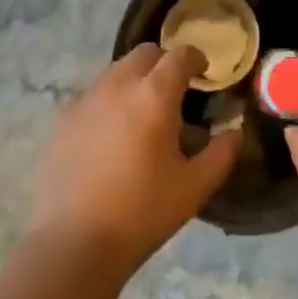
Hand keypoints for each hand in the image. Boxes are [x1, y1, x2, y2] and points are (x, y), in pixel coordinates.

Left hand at [28, 44, 238, 275]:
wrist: (72, 244)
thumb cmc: (141, 214)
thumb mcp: (194, 188)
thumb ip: (221, 154)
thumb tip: (234, 132)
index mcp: (155, 95)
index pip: (180, 55)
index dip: (195, 58)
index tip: (203, 72)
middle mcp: (119, 84)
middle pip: (146, 53)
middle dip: (164, 63)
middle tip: (174, 91)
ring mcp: (87, 98)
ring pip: (117, 70)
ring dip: (135, 79)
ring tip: (141, 112)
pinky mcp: (63, 118)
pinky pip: (92, 94)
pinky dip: (108, 101)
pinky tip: (109, 133)